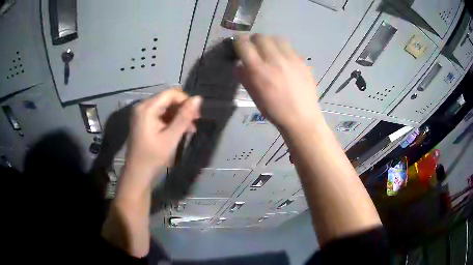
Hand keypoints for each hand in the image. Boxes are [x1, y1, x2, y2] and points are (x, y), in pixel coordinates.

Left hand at [122, 88, 201, 196]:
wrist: (138, 174)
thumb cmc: (153, 157)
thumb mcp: (171, 137)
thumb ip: (184, 117)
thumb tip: (199, 98)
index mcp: (147, 108)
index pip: (170, 94)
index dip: (186, 100)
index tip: (197, 115)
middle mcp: (142, 106)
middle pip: (167, 99)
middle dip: (182, 109)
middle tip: (194, 124)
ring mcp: (141, 114)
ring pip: (165, 107)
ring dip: (178, 116)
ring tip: (189, 129)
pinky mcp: (143, 121)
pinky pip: (160, 114)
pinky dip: (171, 120)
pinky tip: (179, 130)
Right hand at [234, 34, 321, 130]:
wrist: (301, 117)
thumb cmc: (274, 110)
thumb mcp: (254, 96)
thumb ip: (244, 78)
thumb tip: (238, 65)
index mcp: (259, 70)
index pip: (244, 45)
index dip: (239, 42)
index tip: (239, 45)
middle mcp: (274, 60)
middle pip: (260, 37)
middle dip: (253, 40)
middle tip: (254, 48)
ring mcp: (290, 59)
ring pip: (276, 38)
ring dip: (269, 41)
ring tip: (269, 50)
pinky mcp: (302, 61)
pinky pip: (289, 47)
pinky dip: (282, 49)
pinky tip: (283, 59)